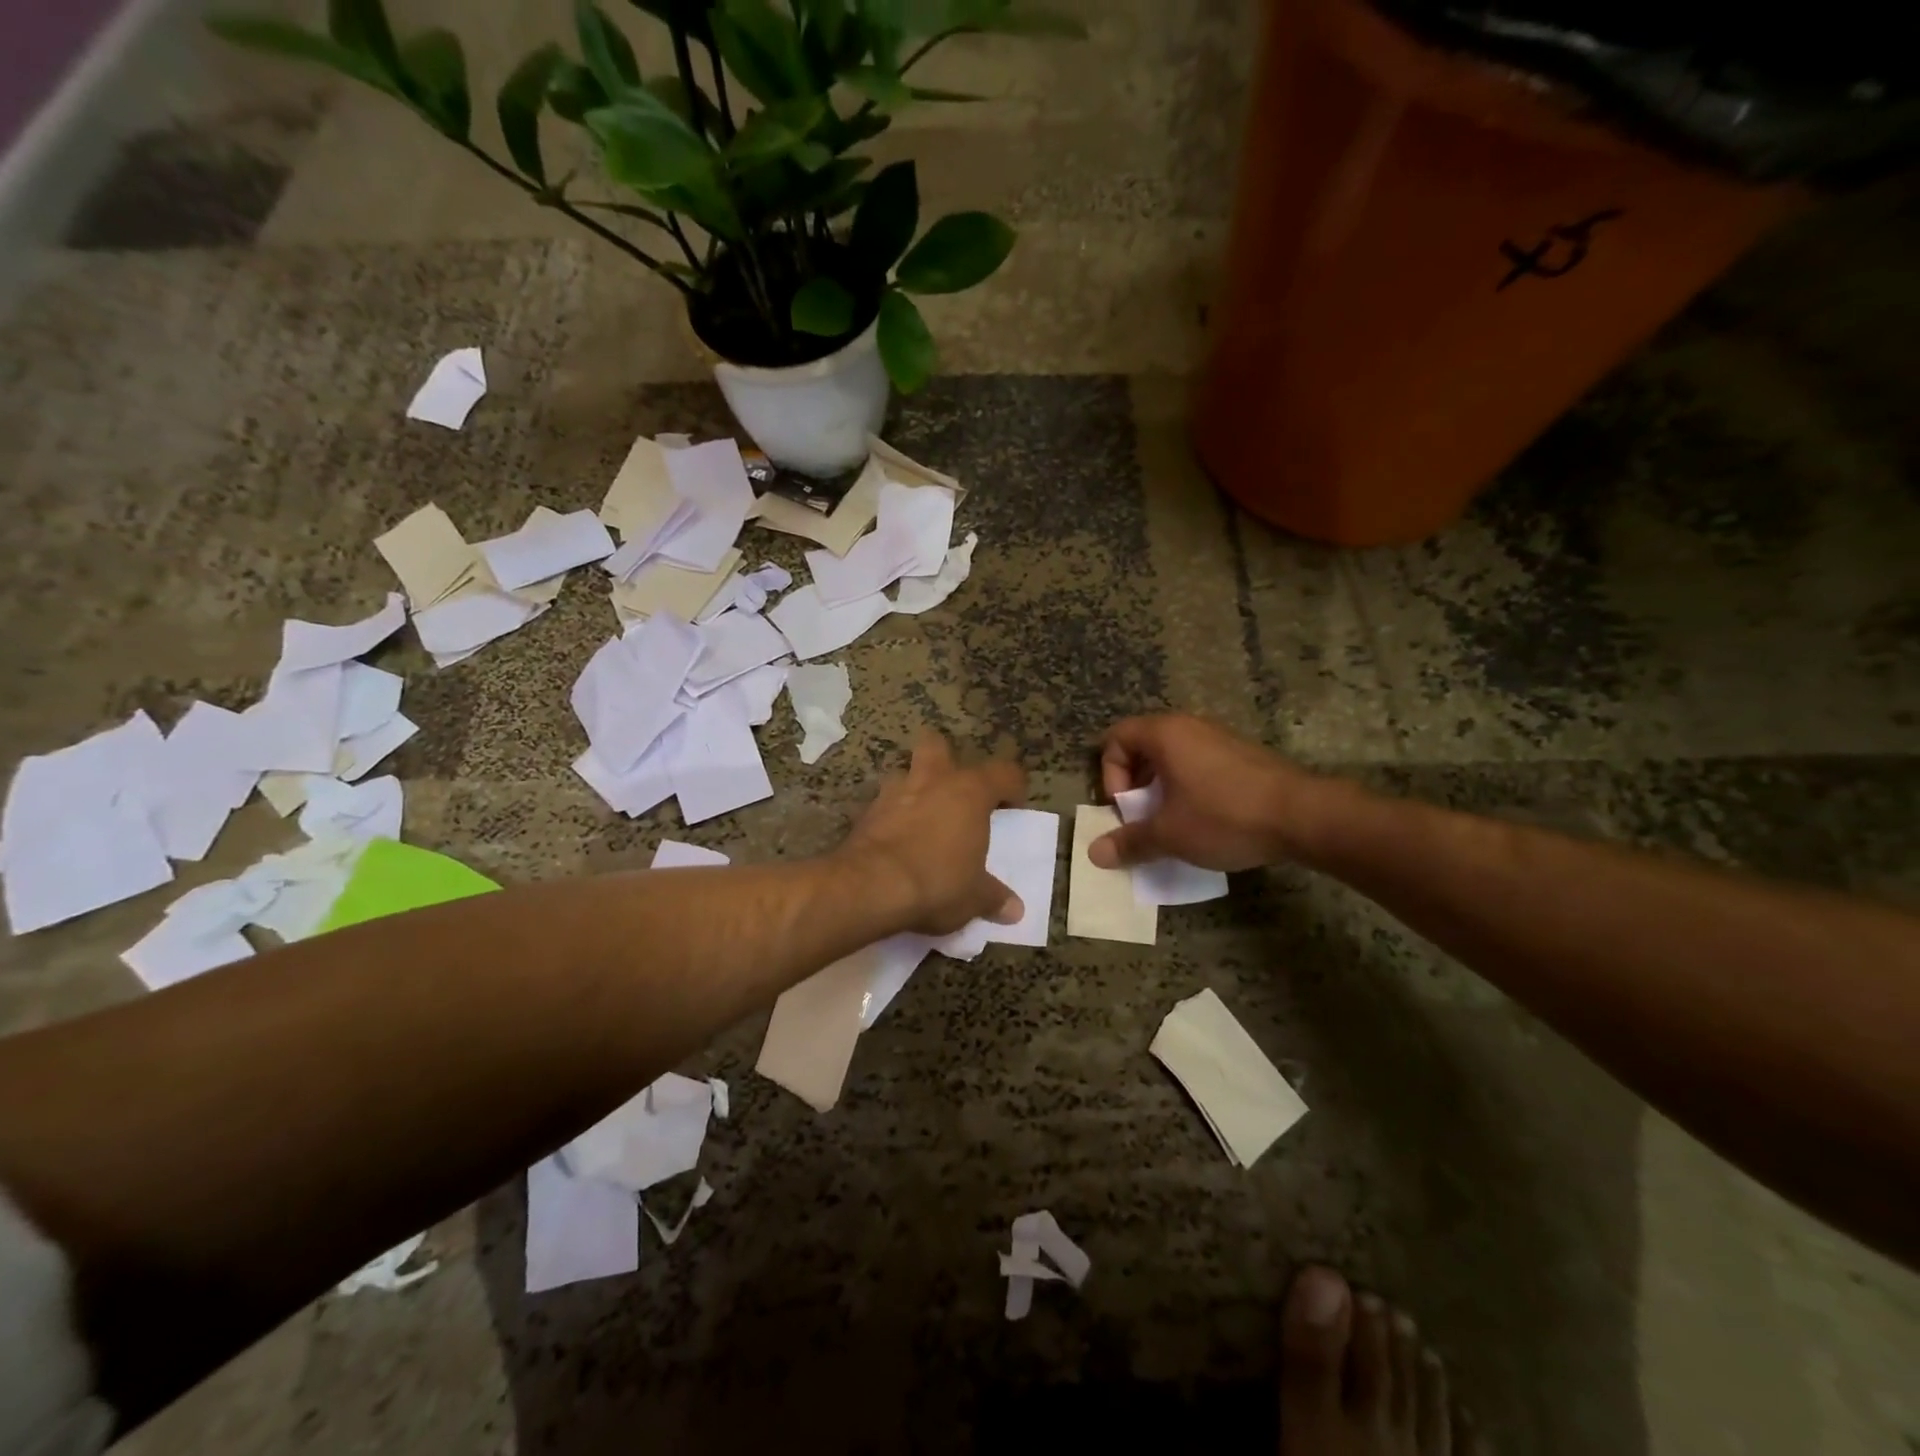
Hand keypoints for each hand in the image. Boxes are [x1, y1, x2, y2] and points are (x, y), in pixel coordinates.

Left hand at [840, 730, 1028, 935]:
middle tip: (953, 789)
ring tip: (920, 815)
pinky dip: (890, 816)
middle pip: (938, 744)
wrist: (871, 887)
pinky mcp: (866, 812)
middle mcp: (933, 780)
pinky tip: (895, 840)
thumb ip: (994, 897)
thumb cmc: (937, 882)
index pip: (1004, 772)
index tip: (1012, 808)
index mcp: (970, 792)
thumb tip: (1015, 910)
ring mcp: (894, 792)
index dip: (1012, 787)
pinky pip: (883, 804)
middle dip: (945, 759)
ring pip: (904, 772)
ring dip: (913, 788)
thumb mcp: (974, 897)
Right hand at [1090, 714, 1329, 871]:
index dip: (1110, 775)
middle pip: (1143, 747)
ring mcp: (1220, 739)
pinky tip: (1205, 821)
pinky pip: (1200, 765)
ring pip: (1173, 758)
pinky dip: (1189, 788)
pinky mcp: (1243, 756)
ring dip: (1162, 789)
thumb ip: (1129, 841)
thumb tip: (1094, 854)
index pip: (1115, 739)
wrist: (1304, 816)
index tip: (1126, 808)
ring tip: (1172, 823)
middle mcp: (1190, 727)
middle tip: (1143, 818)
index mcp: (1165, 734)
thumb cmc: (1224, 817)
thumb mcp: (1169, 834)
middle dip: (1135, 785)